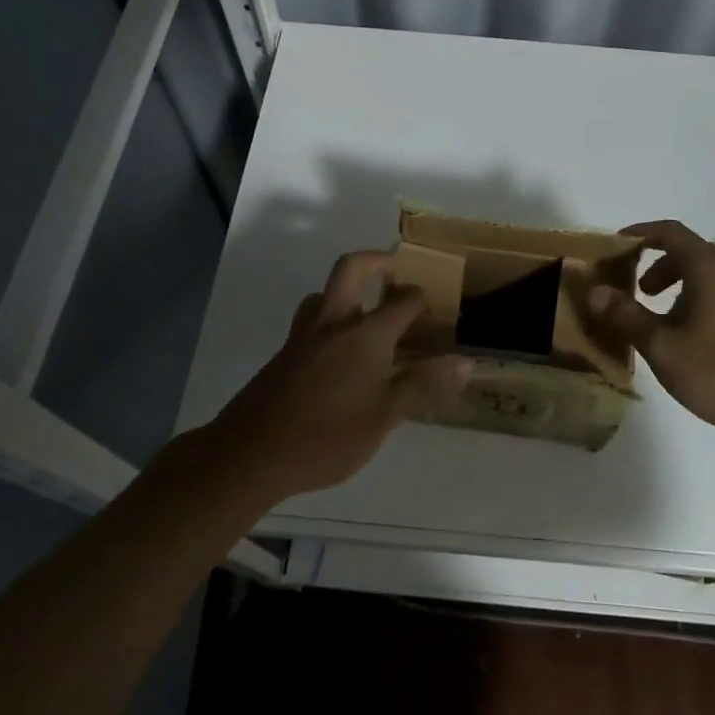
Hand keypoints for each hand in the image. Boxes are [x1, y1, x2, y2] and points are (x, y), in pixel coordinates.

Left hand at [211, 250, 472, 501]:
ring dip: (346, 291)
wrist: (250, 454)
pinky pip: (311, 322)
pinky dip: (330, 320)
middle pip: (351, 268)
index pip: (403, 301)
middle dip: (377, 260)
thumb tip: (465, 362)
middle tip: (396, 269)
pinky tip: (337, 356)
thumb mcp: (384, 416)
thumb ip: (422, 385)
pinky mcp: (284, 355)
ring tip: (366, 312)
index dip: (423, 299)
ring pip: (324, 294)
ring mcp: (303, 337)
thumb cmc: (326, 436)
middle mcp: (333, 323)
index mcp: (365, 334)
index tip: (437, 306)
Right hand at [588, 221, 714, 444]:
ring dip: (672, 281)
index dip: (640, 233)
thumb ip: (625, 315)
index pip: (670, 231)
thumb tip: (595, 291)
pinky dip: (691, 297)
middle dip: (653, 262)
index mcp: (707, 269)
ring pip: (702, 273)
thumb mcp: (660, 345)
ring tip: (652, 312)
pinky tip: (682, 332)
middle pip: (686, 251)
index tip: (615, 246)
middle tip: (632, 288)